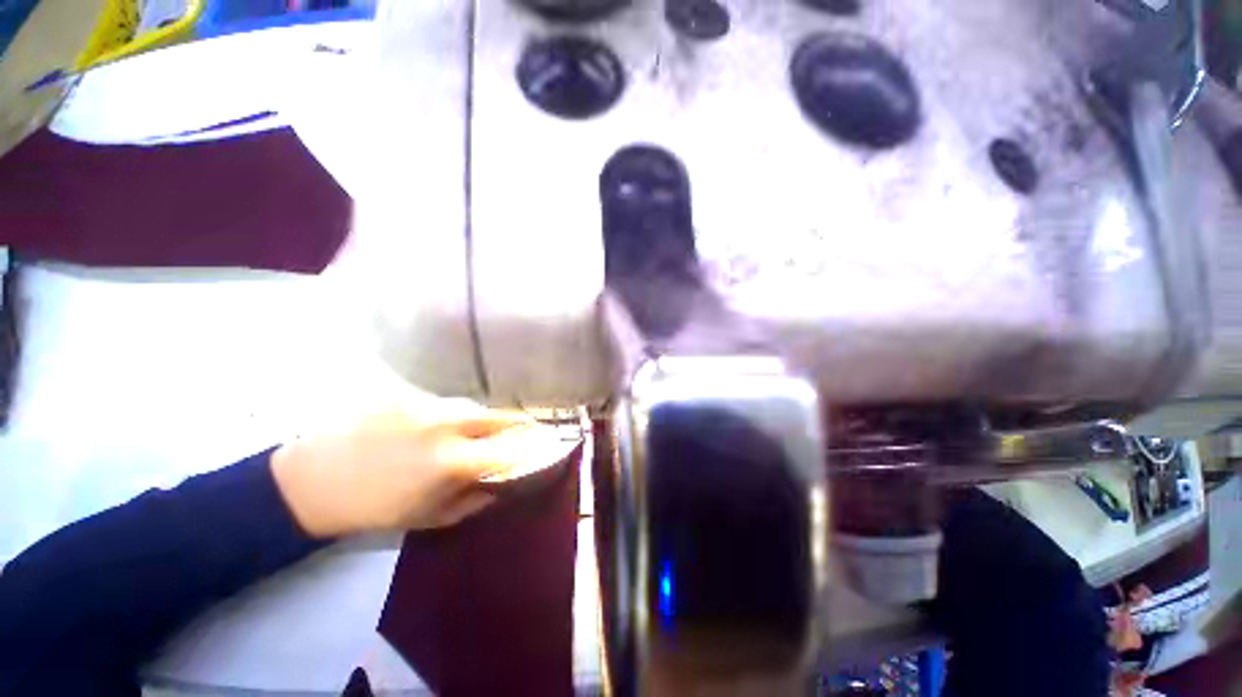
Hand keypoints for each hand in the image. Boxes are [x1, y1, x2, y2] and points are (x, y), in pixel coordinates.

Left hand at [270, 401, 534, 537]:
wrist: (315, 479)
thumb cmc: (375, 508)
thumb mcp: (429, 517)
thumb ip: (474, 501)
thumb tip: (503, 484)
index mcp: (452, 462)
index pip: (510, 448)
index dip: (532, 446)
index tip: (546, 445)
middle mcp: (446, 426)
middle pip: (499, 415)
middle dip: (518, 422)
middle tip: (527, 427)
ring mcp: (428, 405)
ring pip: (476, 405)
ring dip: (489, 416)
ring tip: (491, 426)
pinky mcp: (410, 394)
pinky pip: (450, 401)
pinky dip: (462, 411)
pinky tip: (454, 421)